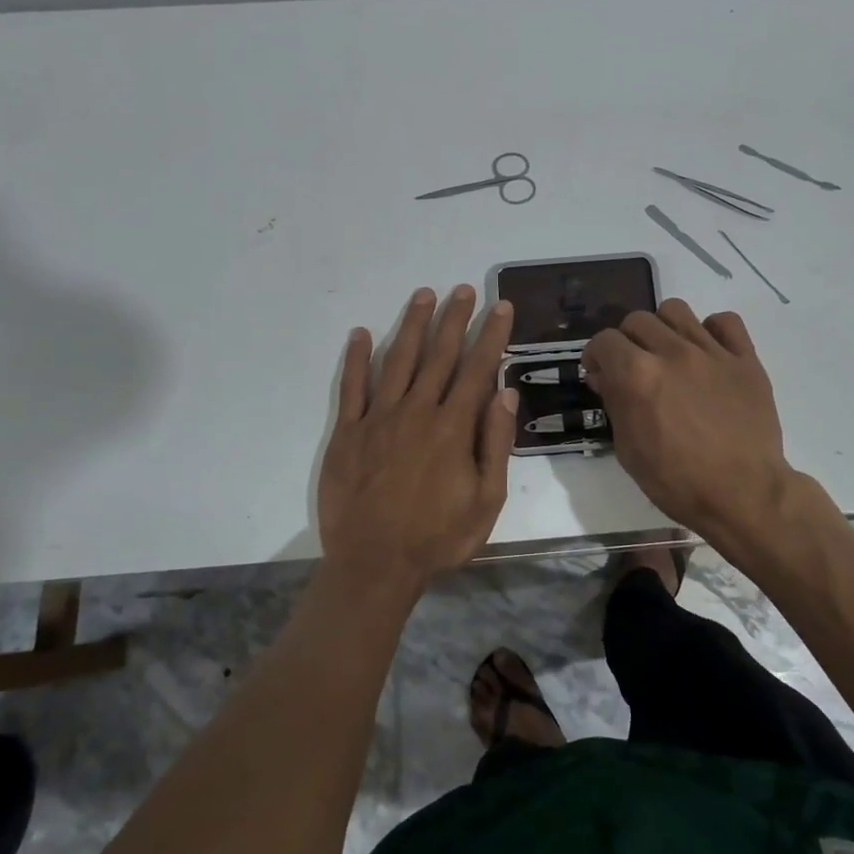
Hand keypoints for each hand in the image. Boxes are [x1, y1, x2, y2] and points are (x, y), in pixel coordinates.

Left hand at [319, 285, 518, 593]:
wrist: (374, 564)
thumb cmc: (438, 537)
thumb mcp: (486, 500)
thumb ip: (495, 444)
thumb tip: (505, 394)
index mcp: (453, 427)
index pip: (477, 369)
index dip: (491, 335)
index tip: (501, 307)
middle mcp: (417, 411)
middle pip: (439, 355)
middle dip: (455, 319)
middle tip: (464, 289)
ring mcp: (379, 418)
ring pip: (399, 360)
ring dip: (413, 325)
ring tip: (424, 295)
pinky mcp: (348, 432)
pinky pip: (352, 387)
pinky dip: (357, 358)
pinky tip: (363, 333)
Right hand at [582, 299, 793, 544]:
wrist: (744, 495)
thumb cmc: (678, 482)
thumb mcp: (629, 450)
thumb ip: (615, 404)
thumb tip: (605, 377)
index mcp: (638, 375)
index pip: (604, 341)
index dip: (596, 356)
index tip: (600, 373)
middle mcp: (672, 352)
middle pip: (637, 320)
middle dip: (627, 341)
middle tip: (633, 367)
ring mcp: (712, 352)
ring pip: (676, 310)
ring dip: (664, 328)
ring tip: (668, 353)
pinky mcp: (745, 359)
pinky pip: (726, 321)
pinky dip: (712, 330)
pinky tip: (708, 352)